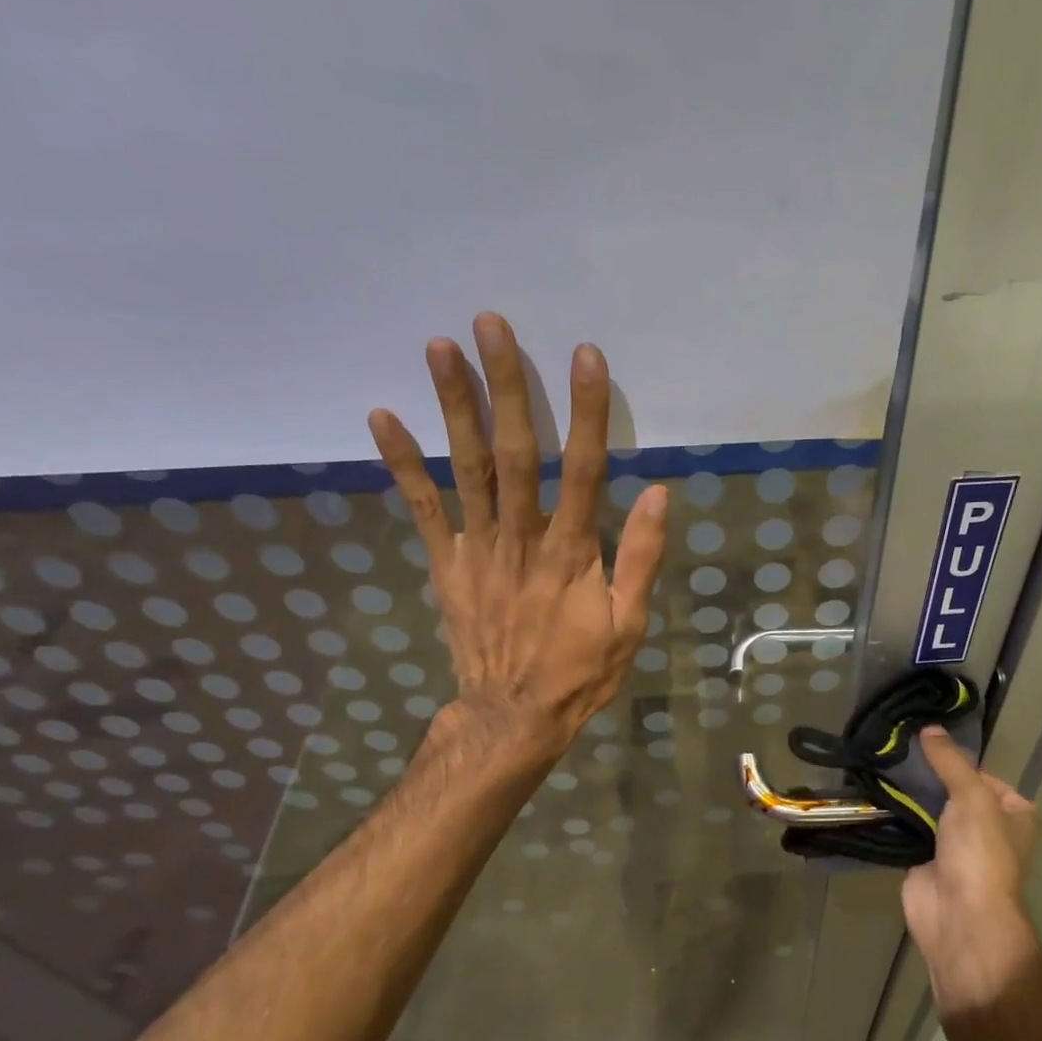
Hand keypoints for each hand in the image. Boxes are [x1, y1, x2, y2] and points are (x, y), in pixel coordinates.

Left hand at [370, 312, 667, 764]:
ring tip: (439, 346)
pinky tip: (382, 416)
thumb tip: (659, 494)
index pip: (583, 469)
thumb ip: (641, 558)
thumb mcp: (629, 625)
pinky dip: (402, 463)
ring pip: (466, 468)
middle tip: (491, 324)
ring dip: (452, 406)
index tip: (585, 356)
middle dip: (505, 386)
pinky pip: (423, 509)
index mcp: (572, 552)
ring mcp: (478, 549)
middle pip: (515, 452)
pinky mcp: (447, 565)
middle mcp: (522, 538)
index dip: (586, 411)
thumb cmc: (580, 672)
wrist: (513, 716)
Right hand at [902, 726, 1041, 1013]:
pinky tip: (875, 793)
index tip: (925, 743)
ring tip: (882, 764)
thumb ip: (951, 762)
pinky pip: (910, 830)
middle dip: (929, 776)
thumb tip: (929, 728)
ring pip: (930, 810)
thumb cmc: (980, 853)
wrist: (959, 915)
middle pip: (954, 791)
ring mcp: (956, 847)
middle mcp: (989, 829)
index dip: (957, 760)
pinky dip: (896, 816)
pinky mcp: (926, 861)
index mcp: (1015, 814)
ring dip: (910, 795)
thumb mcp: (972, 796)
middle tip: (897, 750)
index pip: (983, 775)